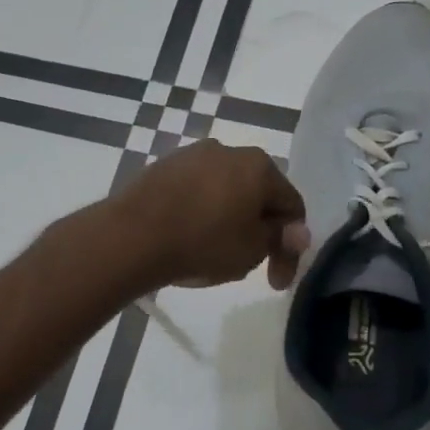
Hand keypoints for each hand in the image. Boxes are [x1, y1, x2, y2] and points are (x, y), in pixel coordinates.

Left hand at [110, 140, 308, 289]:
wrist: (132, 235)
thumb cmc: (203, 242)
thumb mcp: (252, 249)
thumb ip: (279, 237)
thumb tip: (297, 230)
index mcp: (259, 165)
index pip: (291, 206)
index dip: (291, 247)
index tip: (276, 280)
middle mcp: (228, 150)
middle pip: (257, 194)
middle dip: (259, 230)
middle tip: (251, 265)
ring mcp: (191, 155)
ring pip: (225, 191)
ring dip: (230, 220)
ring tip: (216, 253)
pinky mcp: (163, 166)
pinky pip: (195, 191)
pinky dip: (201, 213)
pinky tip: (189, 237)